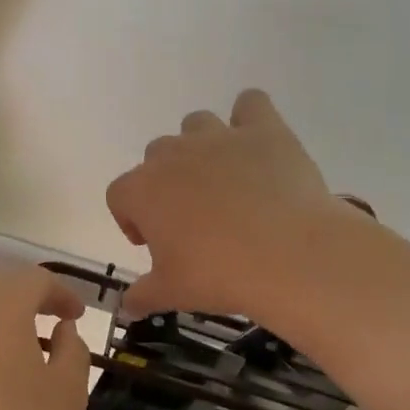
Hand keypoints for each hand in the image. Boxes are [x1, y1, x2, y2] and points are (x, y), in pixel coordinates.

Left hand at [0, 267, 91, 409]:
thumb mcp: (67, 393)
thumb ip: (73, 350)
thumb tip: (63, 331)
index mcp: (0, 305)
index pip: (35, 279)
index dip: (62, 293)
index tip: (77, 316)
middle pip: (0, 287)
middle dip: (30, 299)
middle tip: (54, 322)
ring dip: (1, 319)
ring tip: (25, 348)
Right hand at [106, 89, 344, 317]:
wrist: (289, 255)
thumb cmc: (219, 275)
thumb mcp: (173, 293)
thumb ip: (143, 295)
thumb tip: (127, 306)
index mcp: (142, 190)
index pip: (119, 195)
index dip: (132, 219)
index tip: (154, 244)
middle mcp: (173, 154)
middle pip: (155, 157)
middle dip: (166, 183)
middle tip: (192, 220)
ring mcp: (218, 136)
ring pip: (195, 125)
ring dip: (200, 147)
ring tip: (223, 181)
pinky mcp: (263, 129)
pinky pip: (250, 104)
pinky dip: (250, 118)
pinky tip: (258, 144)